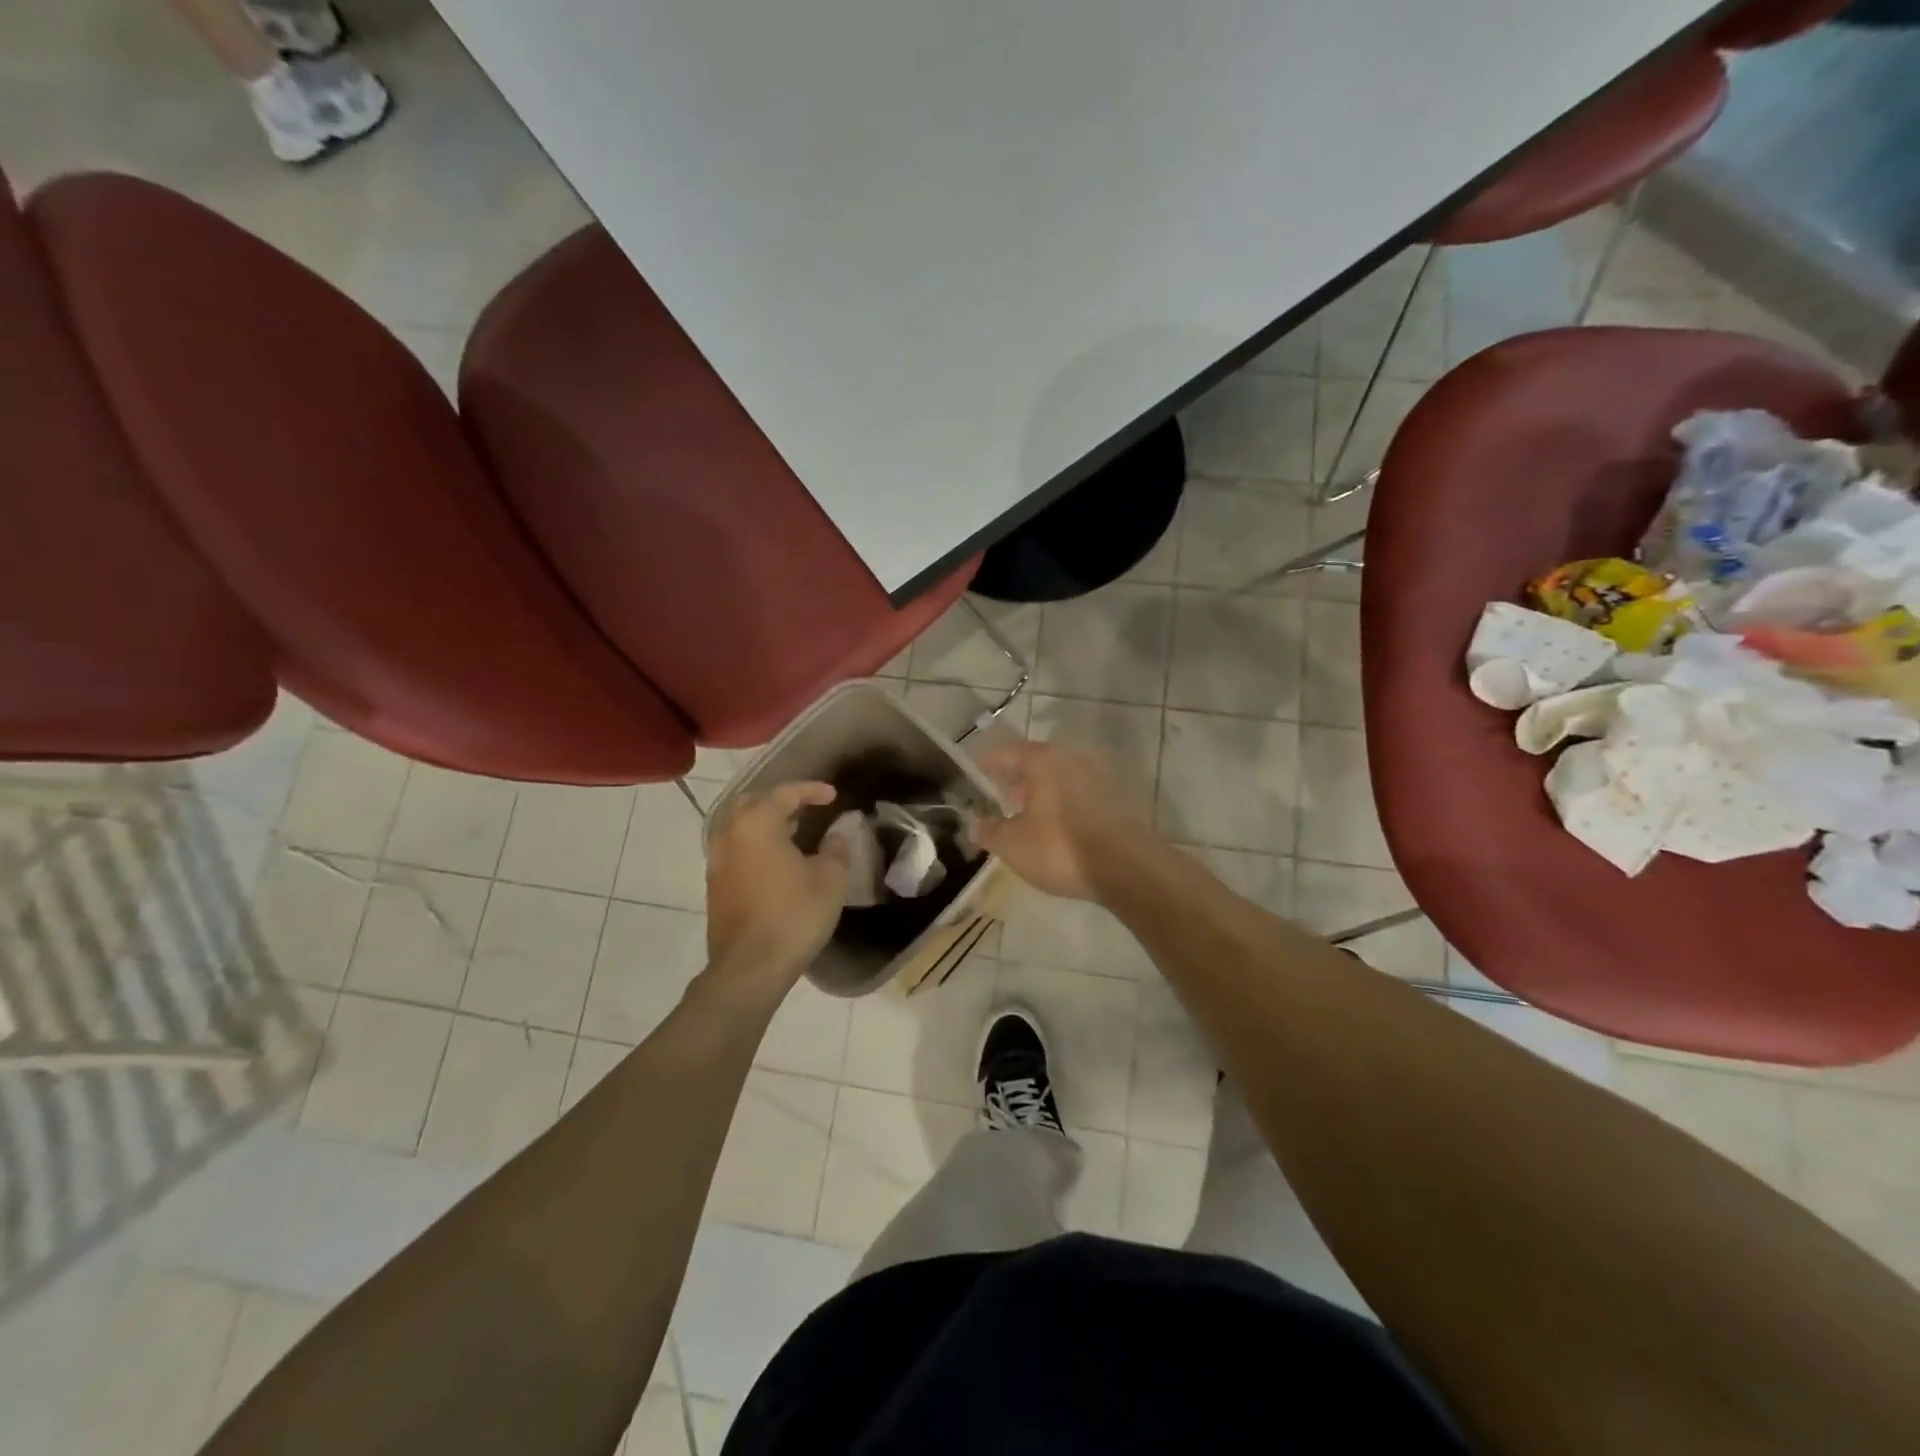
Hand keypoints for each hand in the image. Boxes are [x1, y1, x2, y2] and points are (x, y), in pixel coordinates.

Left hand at [704, 782, 849, 999]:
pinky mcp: (715, 886)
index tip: (833, 796)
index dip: (811, 790)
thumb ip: (836, 848)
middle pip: (752, 803)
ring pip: (739, 827)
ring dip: (765, 823)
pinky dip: (755, 845)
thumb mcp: (830, 879)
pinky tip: (776, 861)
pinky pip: (735, 850)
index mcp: (757, 824)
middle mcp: (730, 835)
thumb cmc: (794, 915)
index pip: (785, 793)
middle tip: (806, 809)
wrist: (750, 968)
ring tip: (793, 833)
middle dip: (779, 801)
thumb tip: (838, 832)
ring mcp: (717, 861)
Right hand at [974, 742, 1155, 901]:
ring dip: (1043, 793)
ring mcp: (1100, 778)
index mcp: (1044, 762)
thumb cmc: (1060, 848)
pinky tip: (1058, 828)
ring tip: (1029, 817)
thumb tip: (976, 824)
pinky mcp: (1118, 800)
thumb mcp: (1013, 845)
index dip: (992, 762)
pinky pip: (1080, 795)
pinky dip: (1064, 804)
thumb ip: (989, 831)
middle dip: (1019, 779)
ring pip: (1062, 779)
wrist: (1127, 868)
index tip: (979, 770)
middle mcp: (1073, 760)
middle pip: (1039, 762)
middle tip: (1004, 797)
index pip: (1010, 752)